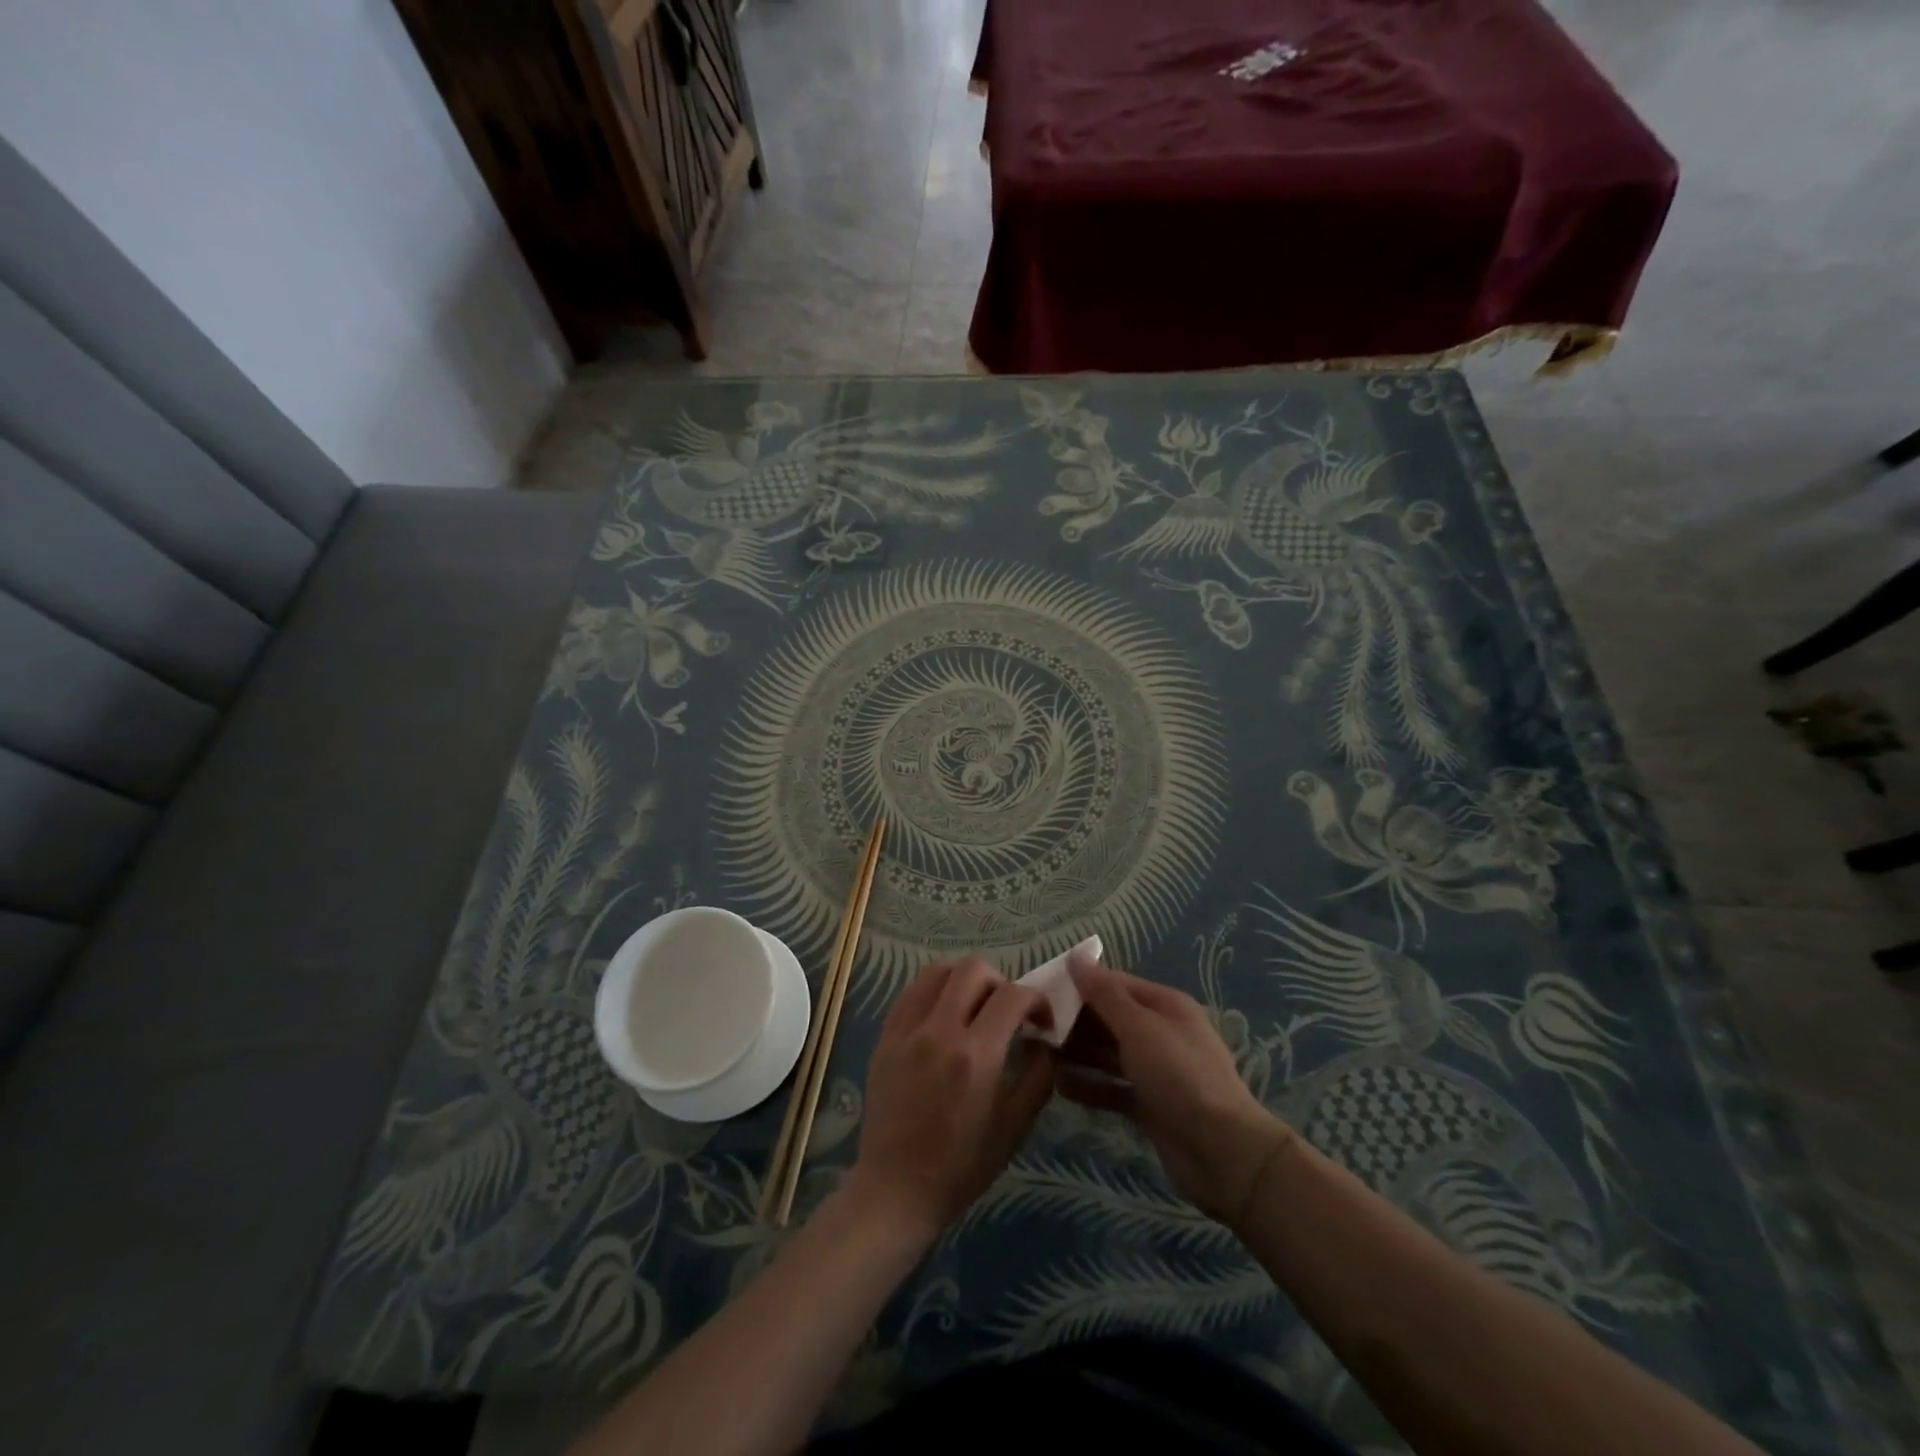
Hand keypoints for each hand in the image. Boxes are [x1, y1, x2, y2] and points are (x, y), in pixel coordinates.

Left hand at [847, 959, 1054, 1236]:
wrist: (896, 1188)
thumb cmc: (963, 1165)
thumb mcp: (1016, 1126)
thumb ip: (1039, 1074)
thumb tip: (1043, 1037)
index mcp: (975, 1056)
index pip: (1013, 996)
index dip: (1036, 999)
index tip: (1042, 1020)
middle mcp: (939, 1031)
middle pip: (974, 969)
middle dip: (1001, 982)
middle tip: (1007, 1011)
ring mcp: (907, 1030)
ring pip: (938, 970)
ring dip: (965, 979)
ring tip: (974, 1008)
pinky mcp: (885, 1036)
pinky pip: (912, 991)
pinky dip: (935, 991)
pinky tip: (944, 1016)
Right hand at [1063, 962, 1292, 1223]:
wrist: (1222, 1152)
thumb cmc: (1179, 1076)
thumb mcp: (1139, 1027)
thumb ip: (1104, 994)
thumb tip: (1077, 957)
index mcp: (1164, 1005)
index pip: (1114, 984)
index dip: (1078, 984)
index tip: (1040, 989)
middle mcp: (1160, 1032)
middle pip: (1109, 1018)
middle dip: (1074, 1020)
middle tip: (1032, 1025)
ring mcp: (1155, 1070)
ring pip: (1107, 1053)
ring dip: (1077, 1052)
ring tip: (1038, 1054)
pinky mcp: (1149, 1104)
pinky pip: (1112, 1087)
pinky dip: (1089, 1086)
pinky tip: (1059, 1086)